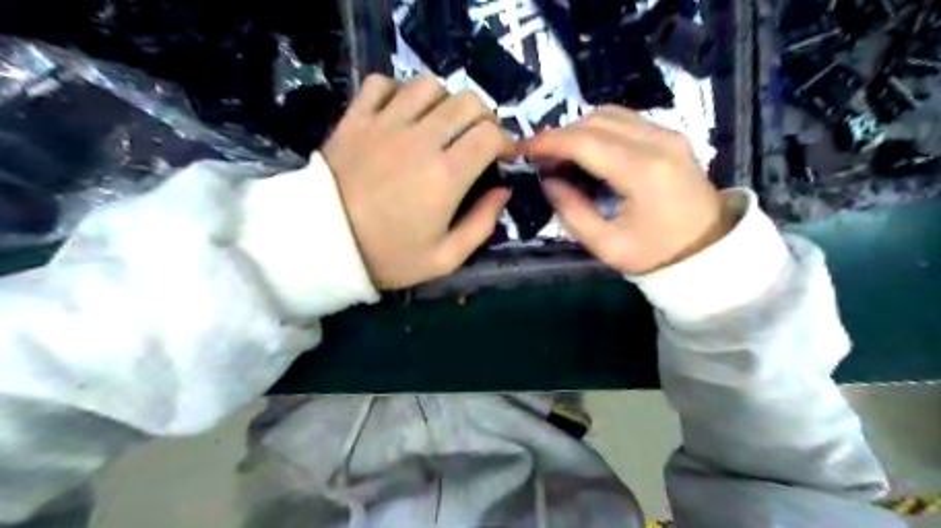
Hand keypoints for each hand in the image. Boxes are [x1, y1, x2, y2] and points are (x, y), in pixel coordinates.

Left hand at [325, 75, 513, 288]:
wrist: (323, 246)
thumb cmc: (388, 256)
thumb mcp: (445, 258)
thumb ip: (482, 224)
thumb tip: (502, 192)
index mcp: (446, 175)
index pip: (490, 134)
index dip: (505, 141)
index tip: (503, 156)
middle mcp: (420, 140)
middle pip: (466, 102)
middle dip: (483, 118)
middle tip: (477, 140)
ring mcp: (385, 124)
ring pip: (428, 86)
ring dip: (444, 102)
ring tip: (441, 125)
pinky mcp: (356, 118)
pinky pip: (382, 83)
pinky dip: (399, 91)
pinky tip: (402, 113)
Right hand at [527, 105, 729, 274]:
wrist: (707, 250)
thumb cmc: (655, 254)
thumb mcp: (605, 245)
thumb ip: (571, 211)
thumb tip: (548, 181)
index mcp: (643, 172)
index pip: (585, 142)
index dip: (548, 142)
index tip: (523, 149)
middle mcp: (658, 142)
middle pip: (595, 121)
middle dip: (561, 135)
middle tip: (541, 160)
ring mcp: (669, 134)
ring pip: (610, 114)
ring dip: (578, 130)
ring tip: (562, 156)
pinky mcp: (671, 135)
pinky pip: (625, 120)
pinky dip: (598, 130)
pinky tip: (588, 152)